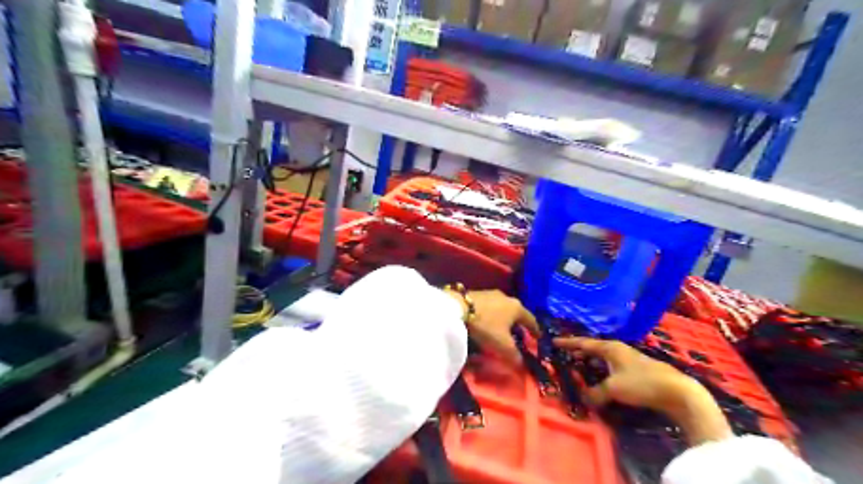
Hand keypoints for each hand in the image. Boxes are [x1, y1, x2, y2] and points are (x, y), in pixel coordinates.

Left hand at [445, 289, 537, 364]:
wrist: (458, 307)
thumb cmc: (486, 325)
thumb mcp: (503, 345)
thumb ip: (515, 356)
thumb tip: (523, 366)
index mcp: (517, 308)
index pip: (531, 320)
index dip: (535, 330)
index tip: (538, 337)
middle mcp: (507, 297)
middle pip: (517, 312)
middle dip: (518, 323)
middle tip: (519, 334)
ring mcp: (491, 293)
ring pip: (503, 308)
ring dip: (504, 318)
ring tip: (502, 328)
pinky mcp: (477, 293)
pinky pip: (490, 306)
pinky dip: (492, 314)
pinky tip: (487, 321)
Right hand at [552, 339, 726, 443]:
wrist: (678, 392)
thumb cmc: (642, 383)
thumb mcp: (613, 388)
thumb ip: (595, 393)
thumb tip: (584, 398)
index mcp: (610, 347)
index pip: (584, 343)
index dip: (568, 343)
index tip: (554, 341)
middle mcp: (619, 349)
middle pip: (594, 348)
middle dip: (580, 352)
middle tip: (566, 355)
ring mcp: (630, 359)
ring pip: (604, 358)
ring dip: (592, 362)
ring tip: (581, 366)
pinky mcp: (638, 370)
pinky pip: (613, 366)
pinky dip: (603, 370)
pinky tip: (602, 378)